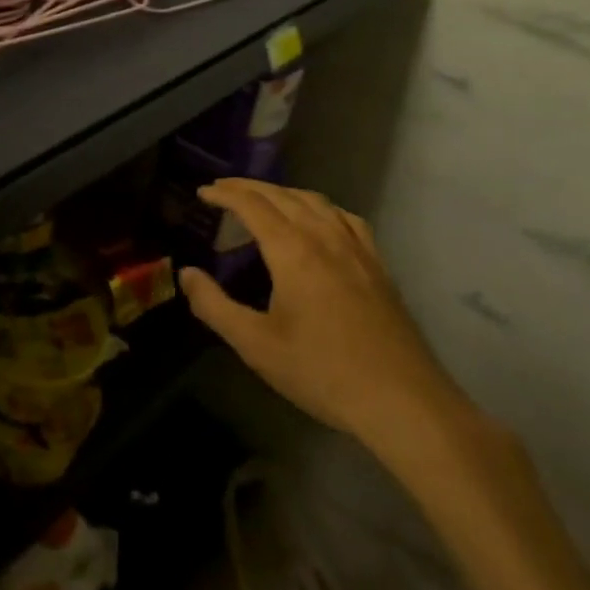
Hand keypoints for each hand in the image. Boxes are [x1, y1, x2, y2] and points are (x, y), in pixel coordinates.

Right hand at [178, 178, 463, 446]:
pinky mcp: (377, 266)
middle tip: (223, 189)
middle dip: (249, 187)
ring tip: (263, 201)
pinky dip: (320, 208)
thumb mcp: (256, 345)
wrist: (403, 402)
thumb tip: (186, 273)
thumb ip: (214, 306)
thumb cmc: (322, 372)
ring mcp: (356, 249)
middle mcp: (325, 238)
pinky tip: (318, 222)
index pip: (252, 205)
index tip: (202, 192)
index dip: (224, 193)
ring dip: (283, 193)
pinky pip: (345, 219)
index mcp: (293, 251)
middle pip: (283, 195)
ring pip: (316, 202)